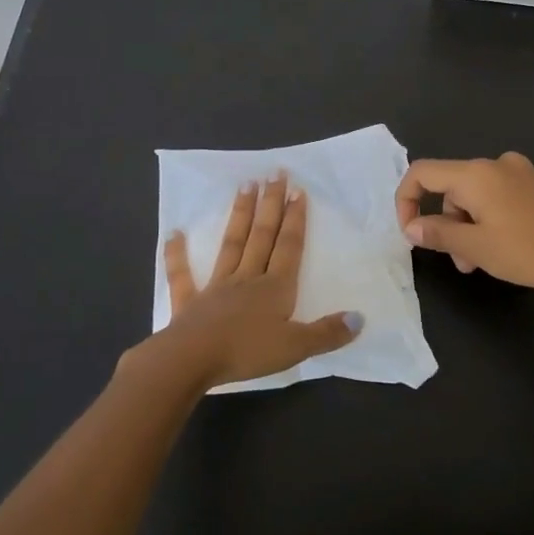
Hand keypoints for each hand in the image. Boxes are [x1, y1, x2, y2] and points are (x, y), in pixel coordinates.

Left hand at [143, 175, 361, 389]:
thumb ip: (327, 333)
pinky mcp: (189, 302)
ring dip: (240, 215)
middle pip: (262, 236)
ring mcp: (216, 286)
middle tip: (275, 174)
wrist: (192, 360)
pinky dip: (177, 254)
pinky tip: (174, 233)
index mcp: (275, 288)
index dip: (295, 219)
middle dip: (271, 204)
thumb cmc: (246, 352)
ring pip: (232, 244)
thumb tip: (359, 318)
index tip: (298, 190)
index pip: (289, 247)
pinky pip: (182, 274)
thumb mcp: (295, 347)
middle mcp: (248, 278)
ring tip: (245, 185)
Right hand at [394, 152, 533, 297]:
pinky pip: (495, 195)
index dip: (406, 200)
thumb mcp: (474, 247)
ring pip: (473, 195)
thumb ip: (437, 233)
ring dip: (467, 226)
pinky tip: (499, 246)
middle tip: (458, 259)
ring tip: (478, 261)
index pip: (422, 173)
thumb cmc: (525, 252)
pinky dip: (486, 218)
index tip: (411, 232)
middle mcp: (494, 163)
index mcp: (475, 173)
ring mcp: (517, 171)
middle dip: (446, 222)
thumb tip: (411, 228)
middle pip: (450, 186)